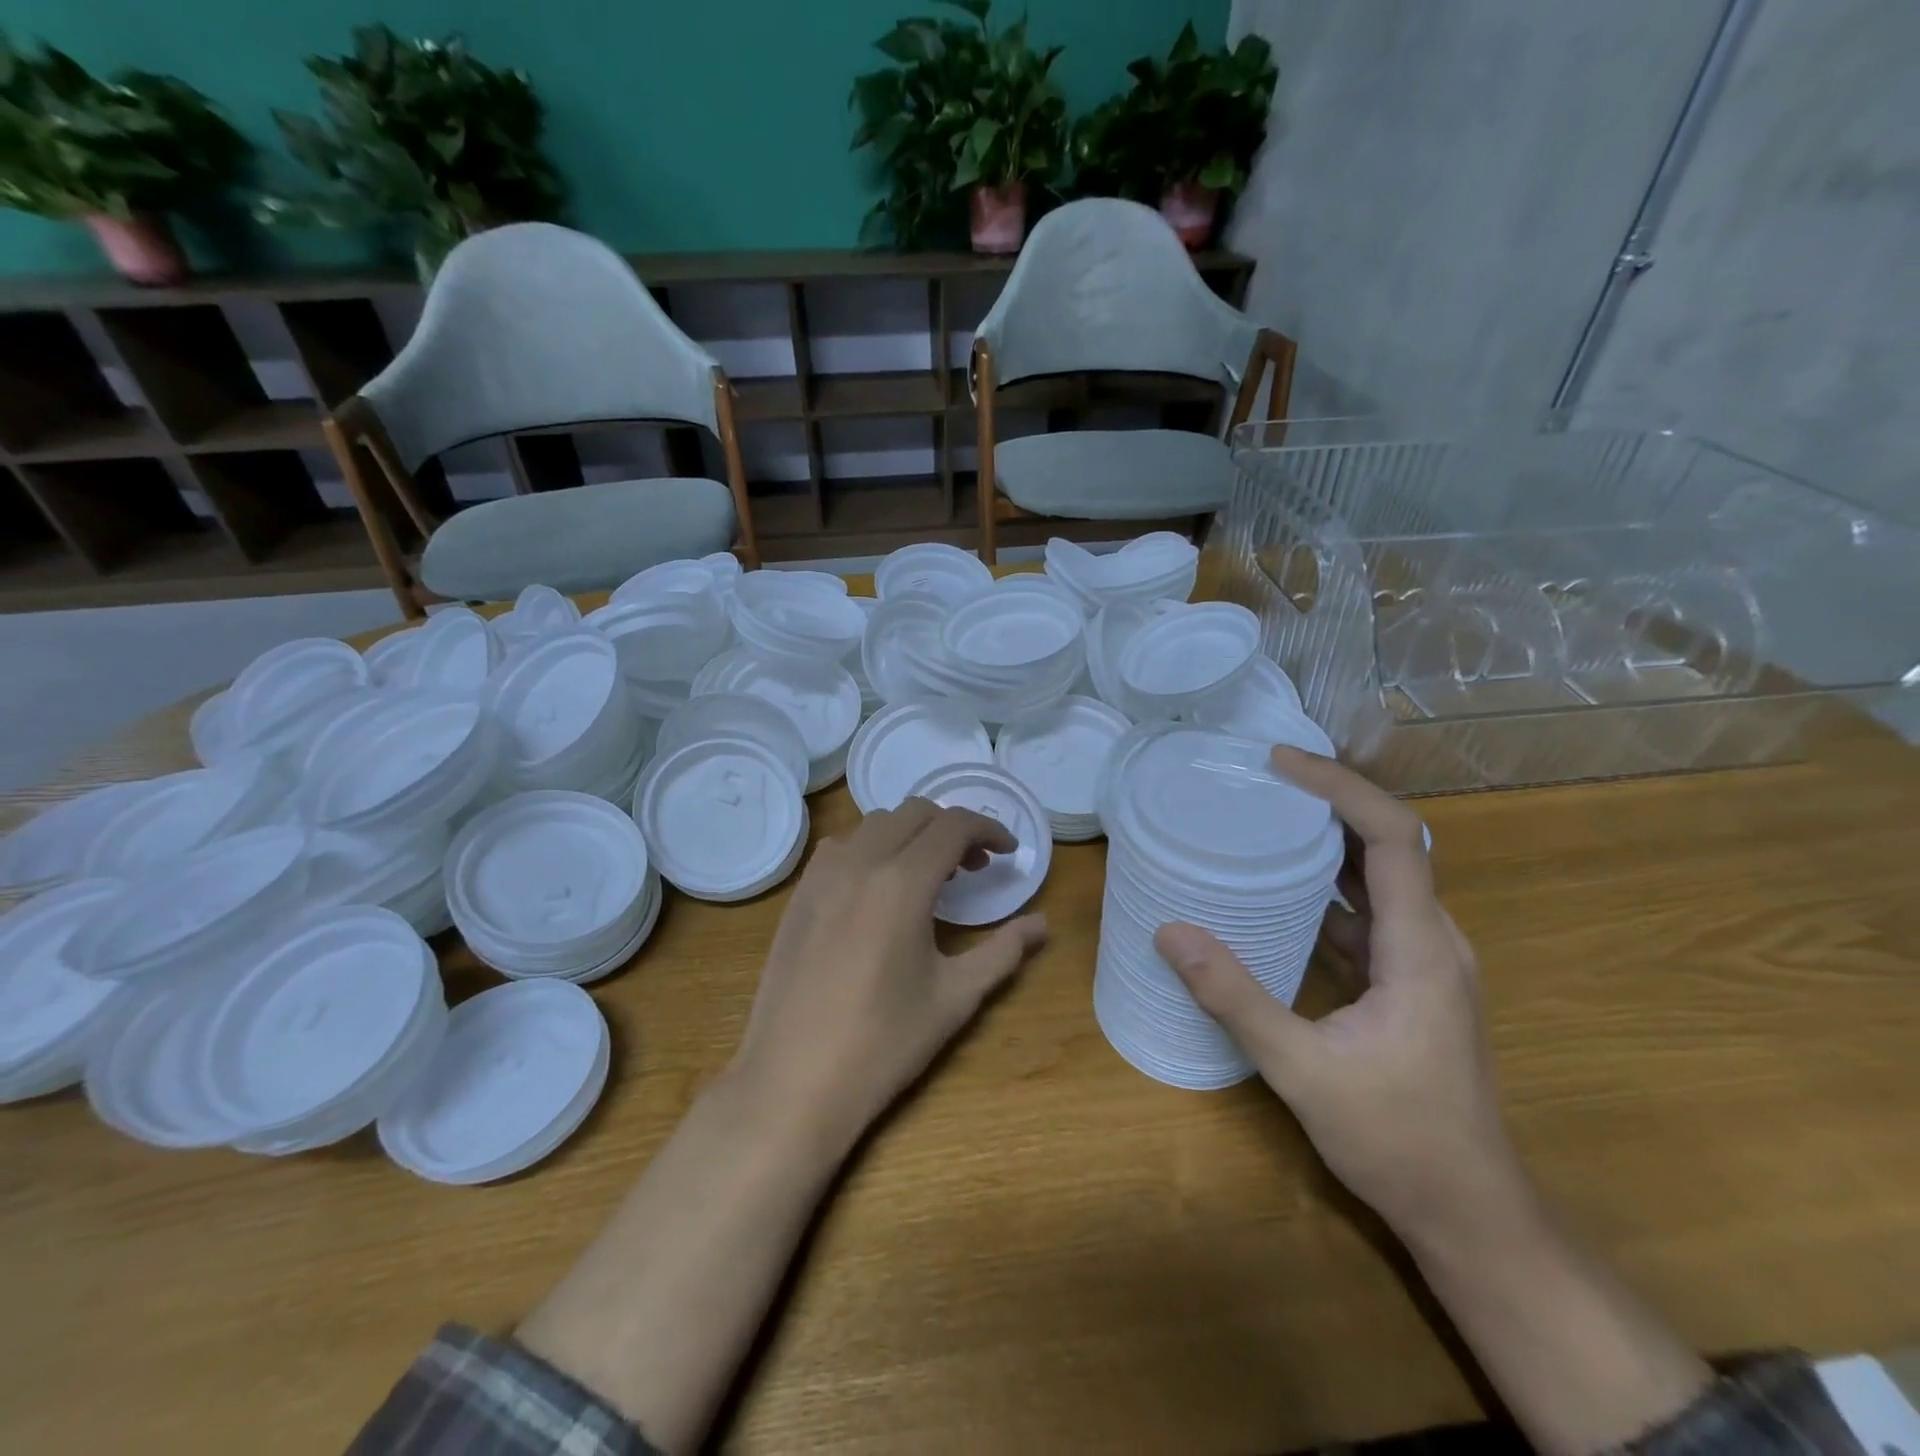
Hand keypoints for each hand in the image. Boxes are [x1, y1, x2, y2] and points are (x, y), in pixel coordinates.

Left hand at [729, 798, 1048, 1150]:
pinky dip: (872, 848)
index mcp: (903, 883)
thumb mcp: (955, 997)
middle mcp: (860, 863)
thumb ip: (1003, 952)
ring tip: (928, 876)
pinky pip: (842, 846)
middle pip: (915, 813)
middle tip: (975, 867)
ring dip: (911, 835)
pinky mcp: (798, 894)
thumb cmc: (883, 1043)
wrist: (793, 1081)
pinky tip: (879, 890)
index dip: (989, 829)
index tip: (1009, 852)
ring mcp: (821, 875)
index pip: (954, 826)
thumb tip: (1043, 924)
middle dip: (953, 829)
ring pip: (875, 824)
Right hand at [1154, 747, 1525, 1240]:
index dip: (1341, 788)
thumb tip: (1170, 933)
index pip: (1394, 836)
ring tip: (1263, 817)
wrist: (1472, 1215)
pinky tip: (1277, 891)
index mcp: (1420, 947)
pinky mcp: (1407, 984)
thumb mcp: (1303, 1070)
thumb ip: (1235, 998)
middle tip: (1261, 780)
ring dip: (1327, 841)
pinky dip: (1326, 887)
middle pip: (1390, 844)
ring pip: (1379, 878)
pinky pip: (1368, 914)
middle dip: (1329, 801)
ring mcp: (1424, 963)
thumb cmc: (1399, 1141)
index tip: (1281, 764)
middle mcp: (1432, 941)